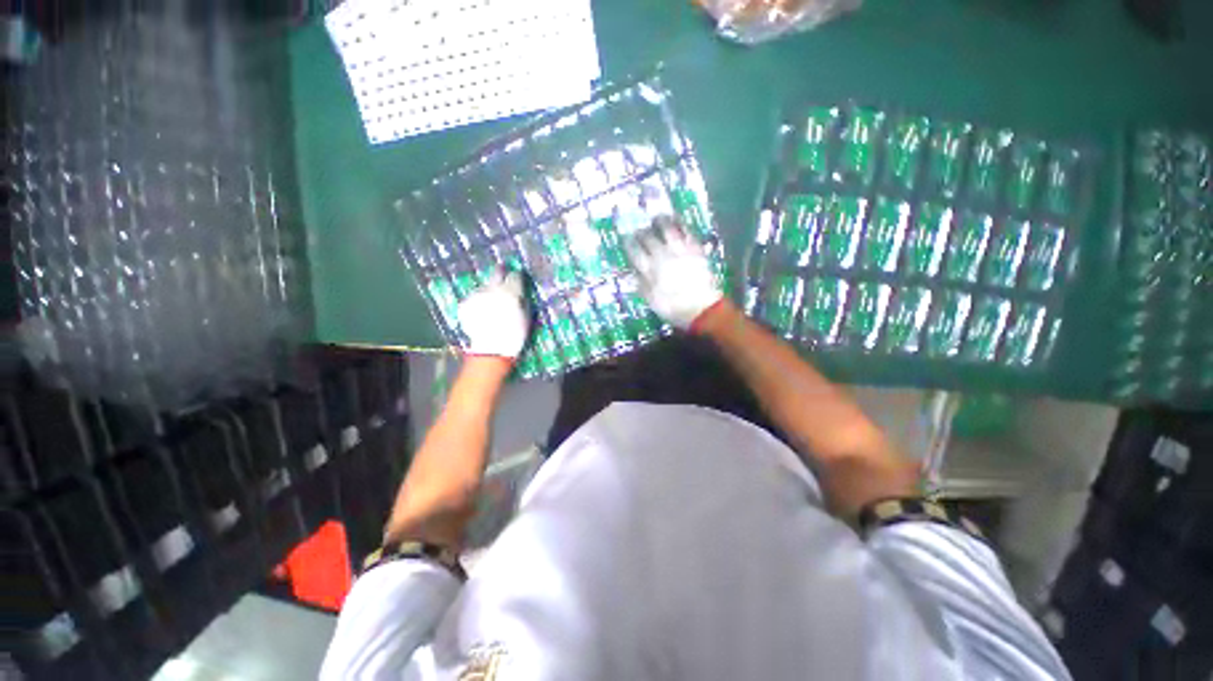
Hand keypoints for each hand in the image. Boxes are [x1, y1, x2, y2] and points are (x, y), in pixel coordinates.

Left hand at [457, 269, 529, 359]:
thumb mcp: (527, 316)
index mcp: (511, 291)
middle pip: (496, 273)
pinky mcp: (465, 303)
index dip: (517, 277)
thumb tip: (521, 292)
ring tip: (492, 304)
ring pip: (485, 286)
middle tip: (503, 277)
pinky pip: (475, 298)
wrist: (492, 349)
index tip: (518, 280)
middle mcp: (492, 288)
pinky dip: (479, 302)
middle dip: (501, 273)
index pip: (515, 275)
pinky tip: (482, 313)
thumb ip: (524, 300)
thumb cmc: (515, 334)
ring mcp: (477, 294)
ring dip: (489, 291)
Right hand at [628, 218, 723, 329]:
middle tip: (640, 229)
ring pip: (668, 230)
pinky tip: (677, 220)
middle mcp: (663, 256)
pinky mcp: (695, 250)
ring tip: (657, 217)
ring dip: (661, 221)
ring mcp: (680, 251)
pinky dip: (681, 224)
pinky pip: (687, 232)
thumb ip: (641, 284)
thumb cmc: (674, 308)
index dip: (629, 243)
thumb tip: (633, 271)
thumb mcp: (652, 301)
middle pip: (649, 238)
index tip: (626, 239)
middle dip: (642, 232)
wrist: (702, 309)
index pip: (635, 252)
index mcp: (650, 270)